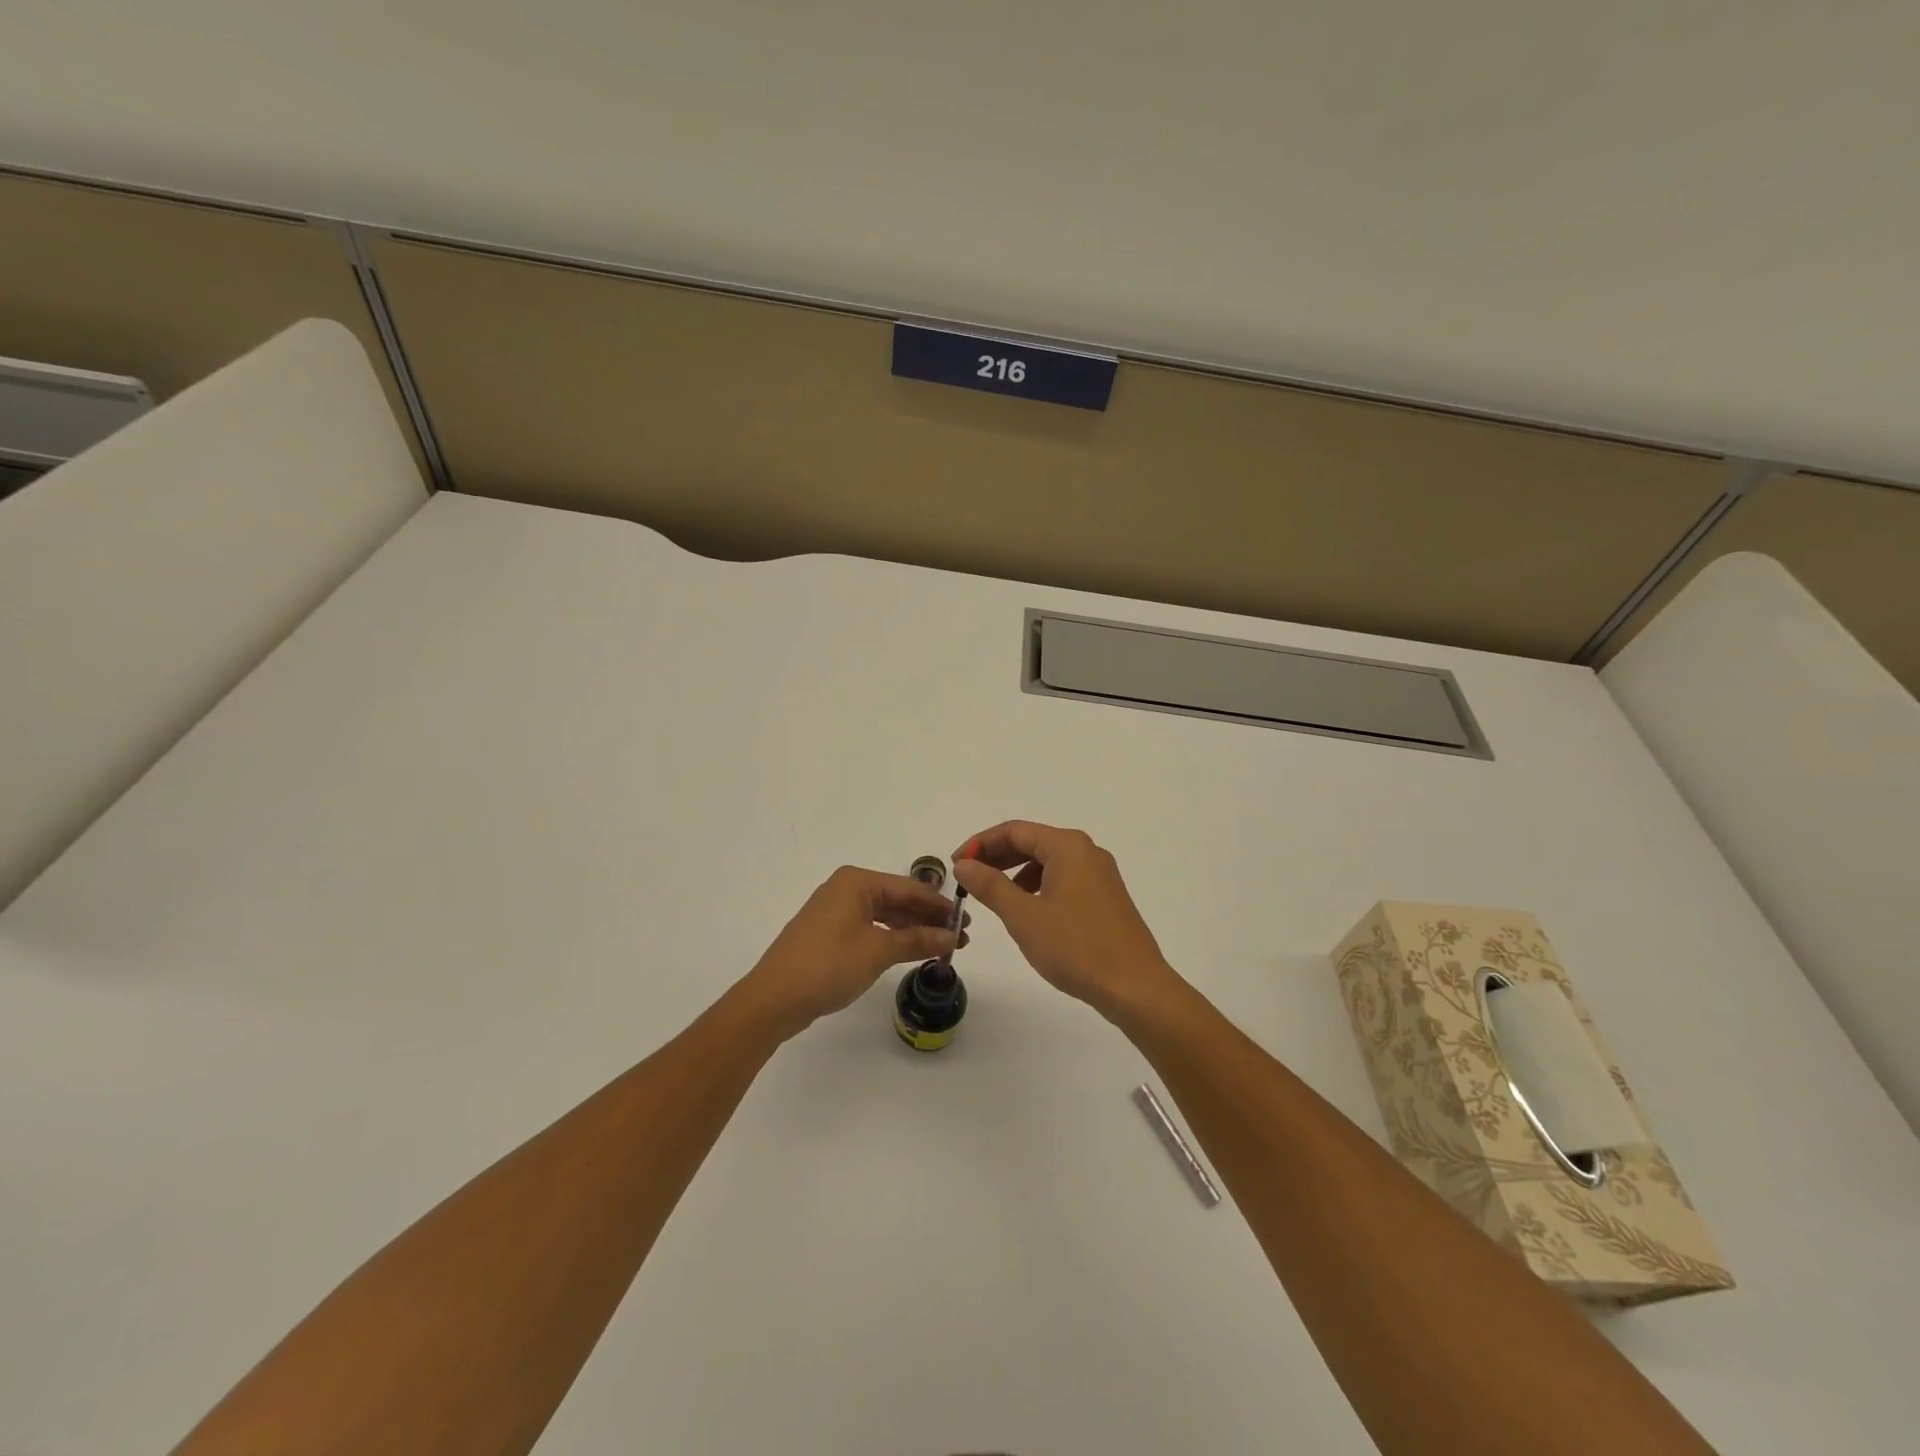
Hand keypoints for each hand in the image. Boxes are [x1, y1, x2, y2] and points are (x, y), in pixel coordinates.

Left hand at [742, 866, 964, 1037]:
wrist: (774, 998)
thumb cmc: (828, 965)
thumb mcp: (878, 951)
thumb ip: (917, 940)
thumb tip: (952, 936)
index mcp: (857, 882)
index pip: (910, 888)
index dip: (940, 906)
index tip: (967, 921)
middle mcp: (846, 889)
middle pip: (898, 900)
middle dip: (928, 919)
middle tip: (960, 937)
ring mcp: (835, 911)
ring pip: (885, 915)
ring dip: (912, 930)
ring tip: (942, 947)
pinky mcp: (829, 933)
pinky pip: (870, 928)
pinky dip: (892, 938)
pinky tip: (911, 951)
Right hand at [951, 821, 1180, 1018]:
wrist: (1135, 987)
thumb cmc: (1076, 947)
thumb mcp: (1023, 916)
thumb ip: (990, 886)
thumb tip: (964, 864)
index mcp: (1068, 846)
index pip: (1014, 831)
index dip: (980, 844)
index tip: (955, 865)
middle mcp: (1087, 852)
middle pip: (1032, 842)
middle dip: (997, 857)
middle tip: (968, 879)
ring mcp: (1100, 875)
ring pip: (1047, 863)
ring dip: (1016, 874)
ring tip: (994, 898)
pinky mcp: (1105, 898)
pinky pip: (1063, 880)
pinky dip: (1038, 888)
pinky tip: (1028, 913)